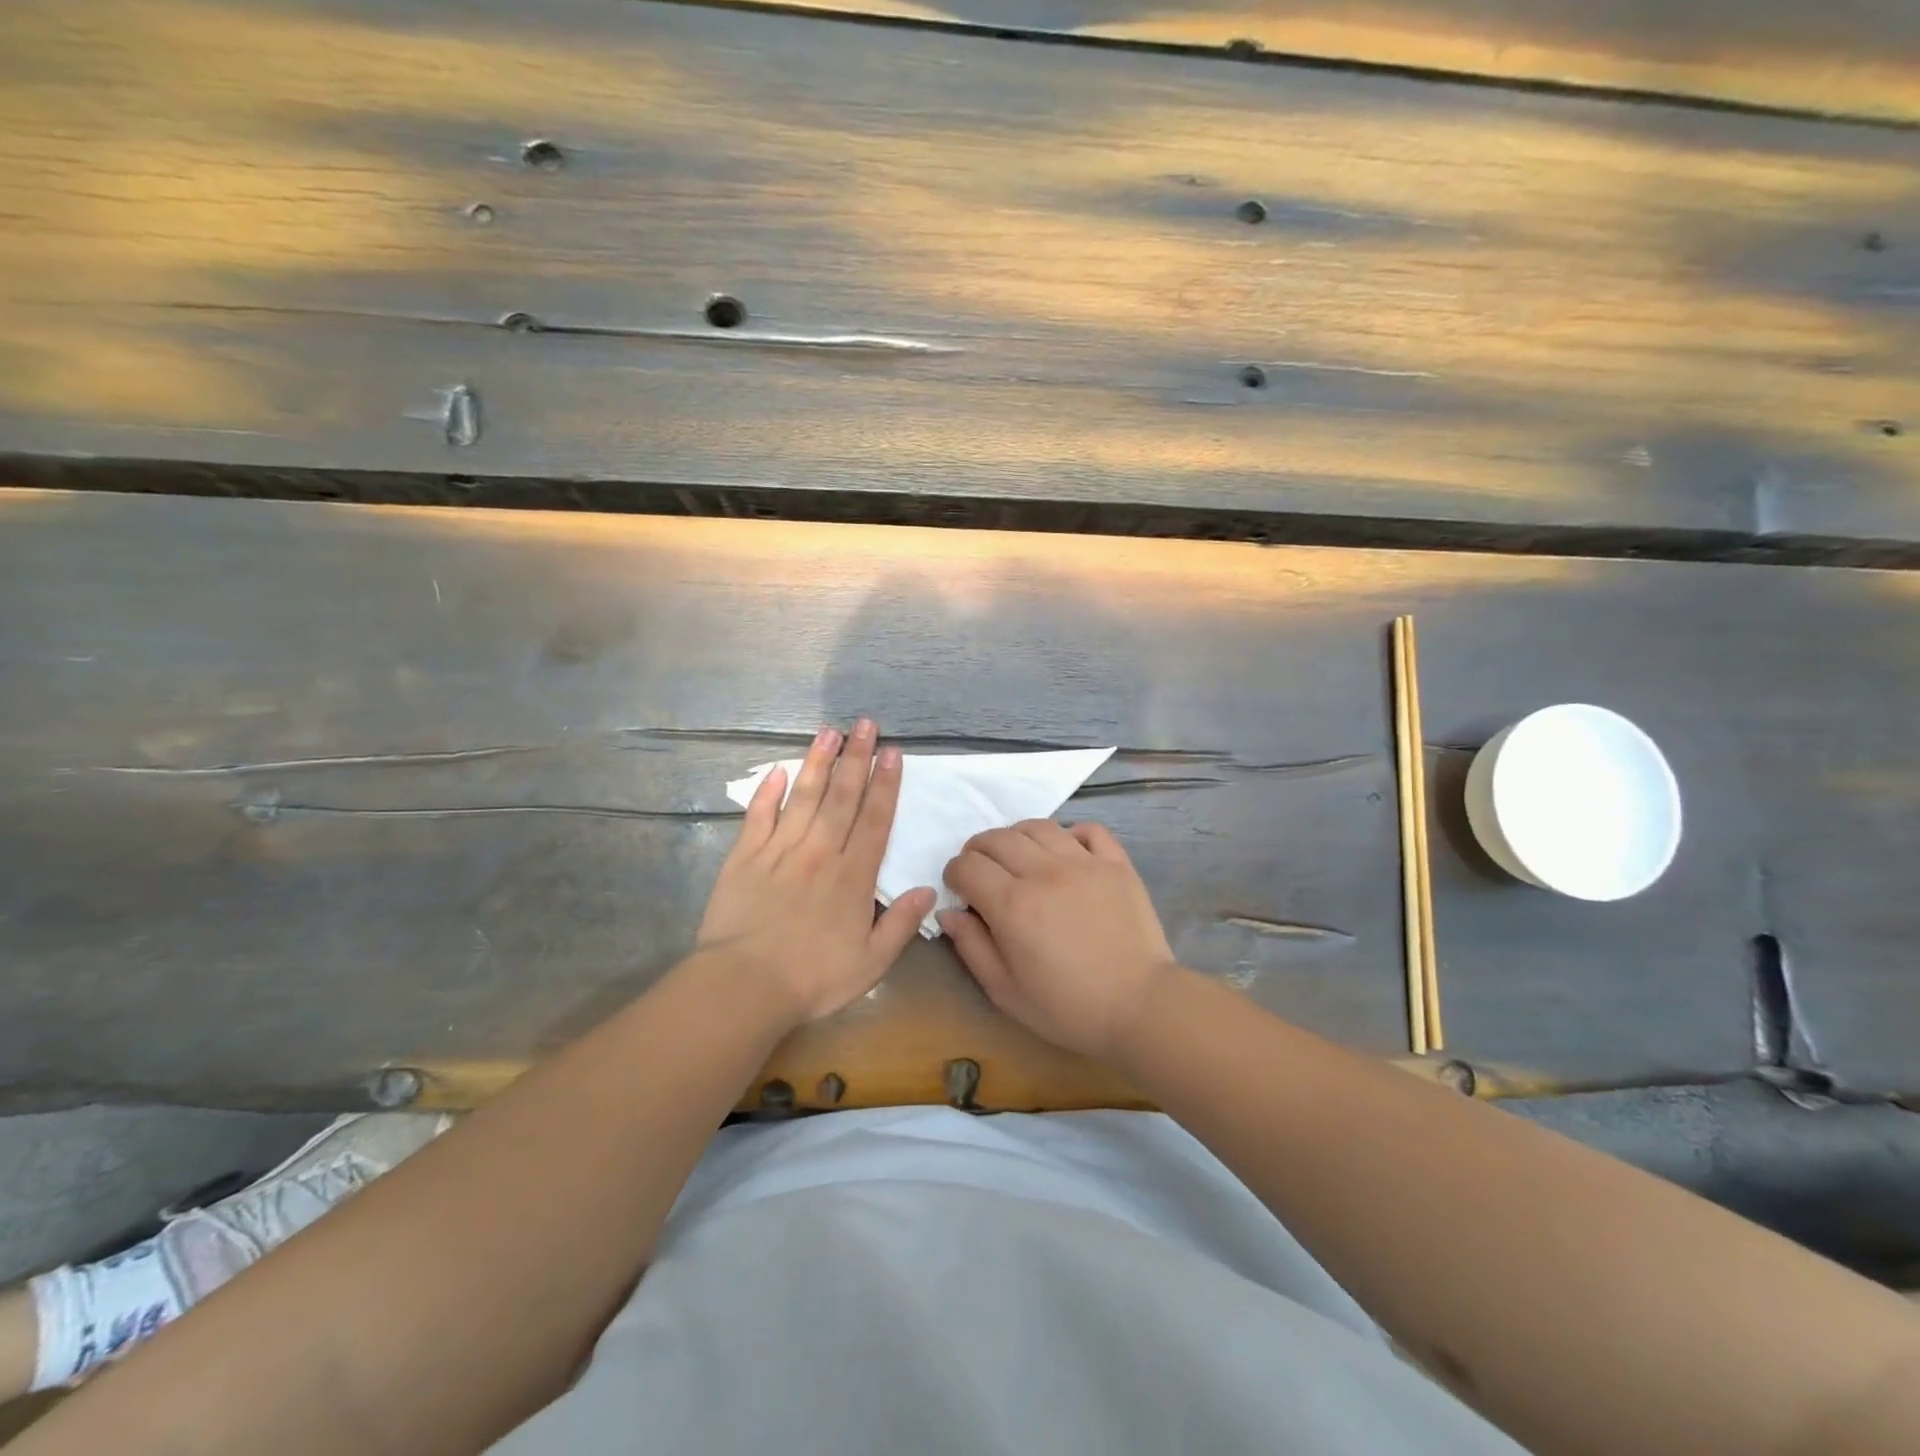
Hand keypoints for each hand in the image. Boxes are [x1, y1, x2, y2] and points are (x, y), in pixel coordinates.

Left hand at [698, 719, 934, 1023]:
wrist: (744, 986)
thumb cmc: (813, 978)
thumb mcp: (871, 963)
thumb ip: (900, 924)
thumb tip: (928, 890)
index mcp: (852, 876)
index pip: (874, 820)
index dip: (885, 784)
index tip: (891, 753)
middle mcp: (820, 852)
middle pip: (842, 797)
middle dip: (856, 758)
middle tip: (865, 724)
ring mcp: (780, 850)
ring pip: (804, 797)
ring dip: (818, 762)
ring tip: (829, 732)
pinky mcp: (745, 857)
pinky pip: (759, 816)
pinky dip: (768, 792)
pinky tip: (778, 770)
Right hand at [940, 820, 1177, 1059]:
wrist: (1140, 1007)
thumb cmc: (1067, 1007)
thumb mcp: (1005, 991)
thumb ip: (971, 947)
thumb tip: (949, 912)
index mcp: (1012, 904)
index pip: (968, 866)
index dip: (954, 873)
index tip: (960, 889)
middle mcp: (1044, 872)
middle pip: (998, 838)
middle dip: (978, 850)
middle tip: (982, 871)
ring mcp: (1084, 863)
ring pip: (1038, 826)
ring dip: (1017, 837)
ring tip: (1019, 858)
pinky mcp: (1116, 863)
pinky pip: (1088, 829)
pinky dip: (1070, 834)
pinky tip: (1066, 854)